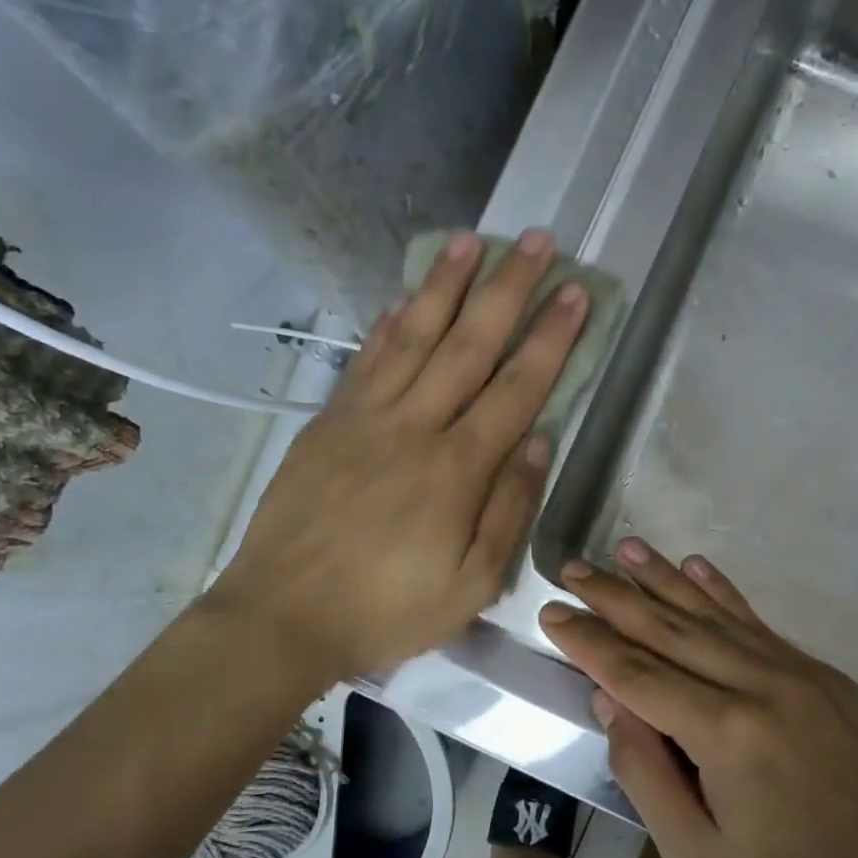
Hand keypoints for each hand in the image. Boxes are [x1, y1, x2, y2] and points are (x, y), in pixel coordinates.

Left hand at [216, 230, 586, 683]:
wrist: (282, 617)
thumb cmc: (385, 611)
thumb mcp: (471, 585)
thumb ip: (508, 509)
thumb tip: (540, 441)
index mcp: (456, 470)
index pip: (516, 388)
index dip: (551, 338)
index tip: (576, 293)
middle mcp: (414, 427)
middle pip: (470, 344)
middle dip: (508, 289)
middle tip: (536, 240)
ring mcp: (365, 418)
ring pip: (414, 336)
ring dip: (446, 285)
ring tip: (471, 240)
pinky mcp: (328, 422)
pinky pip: (365, 359)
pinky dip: (388, 321)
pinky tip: (405, 294)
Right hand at [539, 540, 857, 857]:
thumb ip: (646, 776)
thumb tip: (612, 703)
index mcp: (724, 733)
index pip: (636, 673)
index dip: (588, 642)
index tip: (552, 613)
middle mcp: (757, 684)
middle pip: (668, 628)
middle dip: (614, 596)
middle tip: (573, 568)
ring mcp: (794, 671)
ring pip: (711, 613)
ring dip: (663, 578)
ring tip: (624, 548)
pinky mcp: (819, 672)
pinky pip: (756, 621)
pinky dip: (721, 590)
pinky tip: (696, 564)